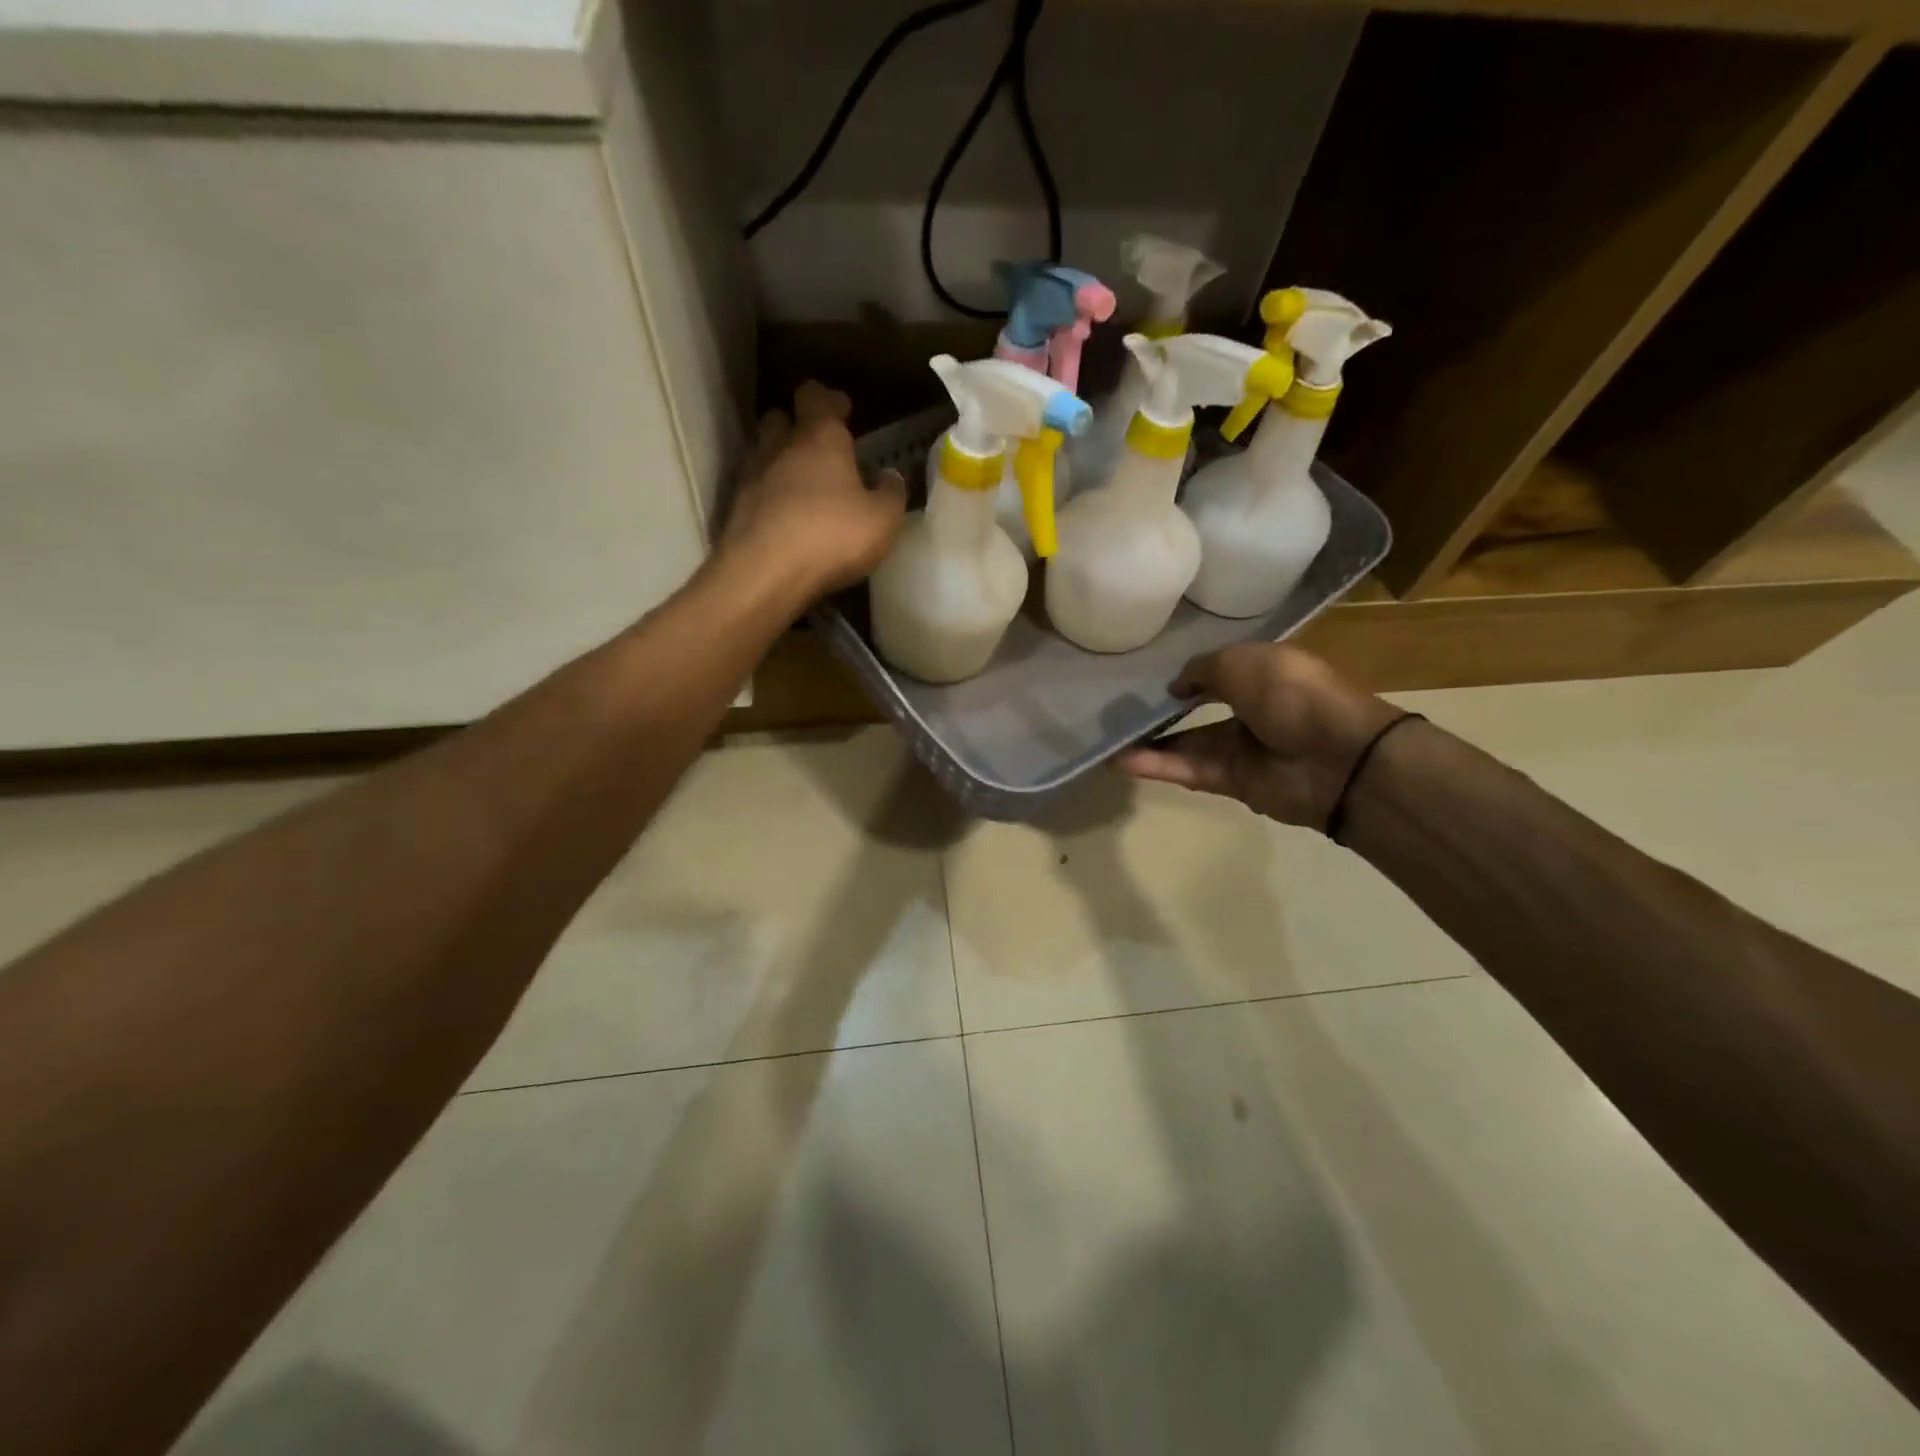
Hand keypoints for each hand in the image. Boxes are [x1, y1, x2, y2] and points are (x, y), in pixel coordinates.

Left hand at [717, 381, 907, 602]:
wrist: (764, 575)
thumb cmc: (832, 536)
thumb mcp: (882, 519)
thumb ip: (891, 493)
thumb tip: (890, 476)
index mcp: (819, 438)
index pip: (815, 397)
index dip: (829, 399)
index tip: (843, 409)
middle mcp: (779, 448)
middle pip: (780, 419)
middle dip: (796, 426)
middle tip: (818, 448)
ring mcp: (751, 479)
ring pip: (762, 454)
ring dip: (780, 463)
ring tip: (801, 486)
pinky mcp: (735, 511)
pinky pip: (754, 493)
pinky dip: (768, 498)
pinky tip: (784, 519)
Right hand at [1116, 644, 1402, 829]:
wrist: (1335, 757)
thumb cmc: (1291, 693)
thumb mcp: (1242, 661)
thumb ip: (1201, 670)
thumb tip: (1175, 687)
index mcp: (1261, 673)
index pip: (1217, 671)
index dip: (1185, 673)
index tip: (1145, 673)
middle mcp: (1249, 709)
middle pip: (1195, 710)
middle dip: (1160, 710)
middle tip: (1116, 708)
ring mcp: (1239, 748)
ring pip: (1184, 743)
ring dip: (1147, 741)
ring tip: (1104, 737)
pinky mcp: (1229, 781)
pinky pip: (1185, 770)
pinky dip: (1154, 765)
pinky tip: (1116, 760)